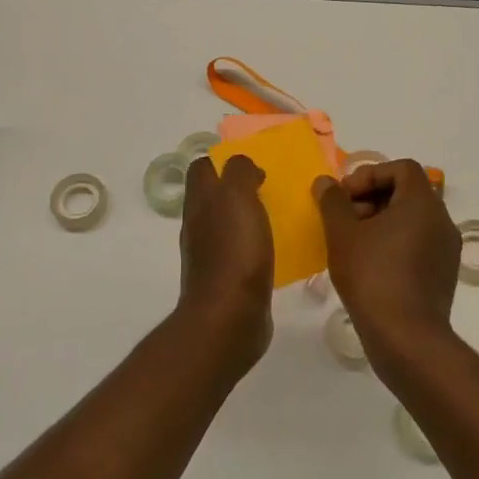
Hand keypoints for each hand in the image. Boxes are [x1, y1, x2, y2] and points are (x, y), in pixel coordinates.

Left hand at [176, 153, 273, 373]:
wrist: (229, 317)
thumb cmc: (234, 251)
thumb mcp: (237, 197)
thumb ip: (238, 172)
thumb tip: (243, 166)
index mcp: (200, 202)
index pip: (202, 168)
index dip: (223, 160)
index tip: (253, 164)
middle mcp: (199, 225)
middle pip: (213, 196)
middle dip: (238, 188)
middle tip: (271, 187)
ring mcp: (210, 254)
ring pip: (227, 224)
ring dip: (248, 216)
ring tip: (279, 215)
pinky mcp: (227, 280)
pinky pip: (240, 252)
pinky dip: (256, 245)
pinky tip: (277, 249)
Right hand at [313, 159, 461, 365]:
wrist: (406, 338)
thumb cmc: (372, 275)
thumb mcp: (343, 234)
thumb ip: (333, 201)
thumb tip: (326, 182)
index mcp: (423, 203)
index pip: (401, 168)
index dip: (370, 174)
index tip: (345, 197)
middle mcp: (442, 220)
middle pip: (406, 192)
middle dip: (371, 199)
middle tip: (344, 220)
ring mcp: (446, 249)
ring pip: (411, 220)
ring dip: (380, 222)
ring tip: (352, 244)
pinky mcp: (443, 274)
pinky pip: (417, 244)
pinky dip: (394, 244)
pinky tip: (369, 266)